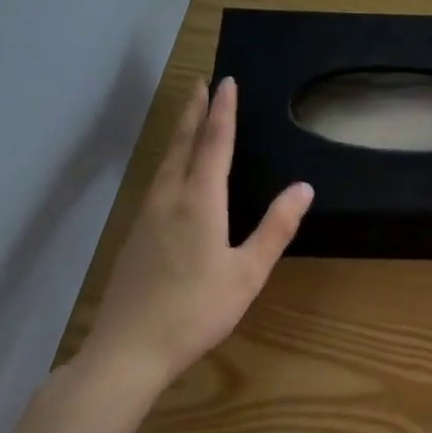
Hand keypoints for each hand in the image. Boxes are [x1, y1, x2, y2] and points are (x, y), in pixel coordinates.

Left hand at [82, 77, 312, 388]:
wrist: (127, 350)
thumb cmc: (196, 310)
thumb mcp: (247, 273)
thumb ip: (275, 228)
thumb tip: (303, 187)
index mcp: (200, 201)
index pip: (214, 143)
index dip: (222, 111)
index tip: (225, 82)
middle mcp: (170, 197)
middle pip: (183, 143)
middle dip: (193, 110)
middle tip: (200, 82)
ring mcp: (147, 214)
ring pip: (165, 160)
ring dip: (179, 131)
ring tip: (188, 114)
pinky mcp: (134, 233)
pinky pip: (157, 179)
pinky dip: (169, 158)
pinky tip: (171, 170)